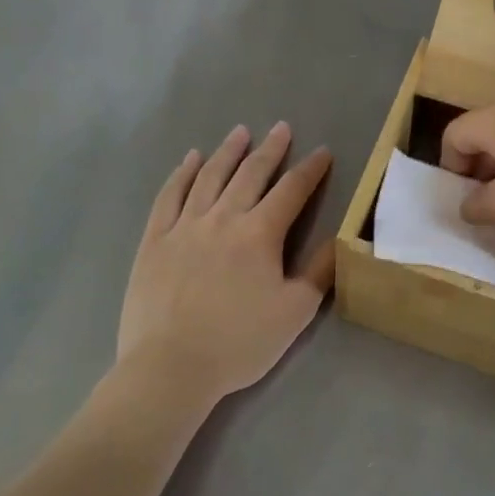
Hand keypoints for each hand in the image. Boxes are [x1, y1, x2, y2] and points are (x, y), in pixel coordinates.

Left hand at [118, 123, 333, 403]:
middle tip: (281, 127)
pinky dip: (182, 174)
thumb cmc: (239, 343)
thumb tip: (339, 238)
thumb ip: (320, 272)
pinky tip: (191, 159)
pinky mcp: (155, 239)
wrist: (170, 367)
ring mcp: (185, 225)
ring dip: (228, 152)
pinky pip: (170, 196)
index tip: (322, 152)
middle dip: (270, 149)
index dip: (311, 169)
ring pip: (210, 176)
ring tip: (240, 132)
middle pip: (251, 174)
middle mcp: (224, 218)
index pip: (292, 190)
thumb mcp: (295, 313)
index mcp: (260, 233)